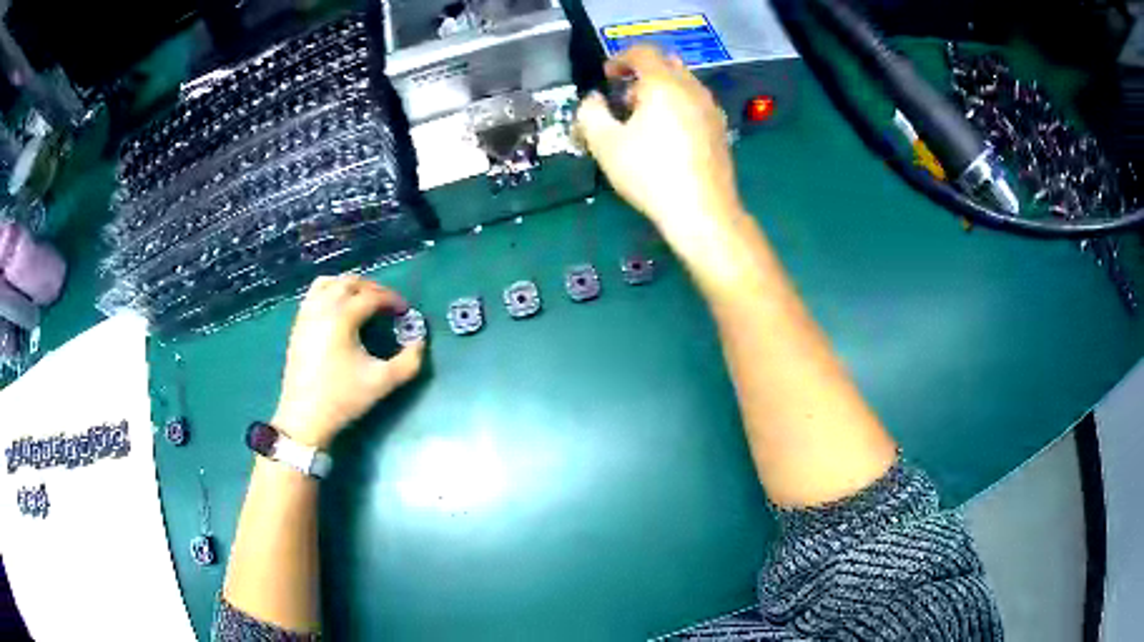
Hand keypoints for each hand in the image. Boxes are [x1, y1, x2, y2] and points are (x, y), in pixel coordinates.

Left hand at [272, 274, 424, 448]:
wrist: (304, 418)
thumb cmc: (343, 399)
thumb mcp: (382, 382)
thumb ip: (409, 361)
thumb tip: (419, 341)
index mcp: (342, 317)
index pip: (372, 296)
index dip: (392, 300)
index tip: (405, 311)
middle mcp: (322, 308)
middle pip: (349, 282)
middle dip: (372, 288)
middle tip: (387, 304)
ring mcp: (306, 315)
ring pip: (328, 283)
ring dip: (349, 286)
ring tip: (363, 302)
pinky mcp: (297, 325)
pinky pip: (314, 295)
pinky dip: (330, 293)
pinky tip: (340, 312)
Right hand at [575, 45, 742, 234]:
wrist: (702, 211)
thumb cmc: (650, 173)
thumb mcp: (605, 144)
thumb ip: (591, 113)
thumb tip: (593, 100)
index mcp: (664, 84)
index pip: (643, 53)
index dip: (620, 58)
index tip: (607, 76)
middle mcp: (692, 89)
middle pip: (666, 64)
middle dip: (642, 73)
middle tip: (624, 96)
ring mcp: (711, 109)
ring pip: (683, 84)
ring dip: (661, 90)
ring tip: (643, 119)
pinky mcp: (720, 130)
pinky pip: (695, 103)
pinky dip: (677, 106)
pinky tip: (667, 135)